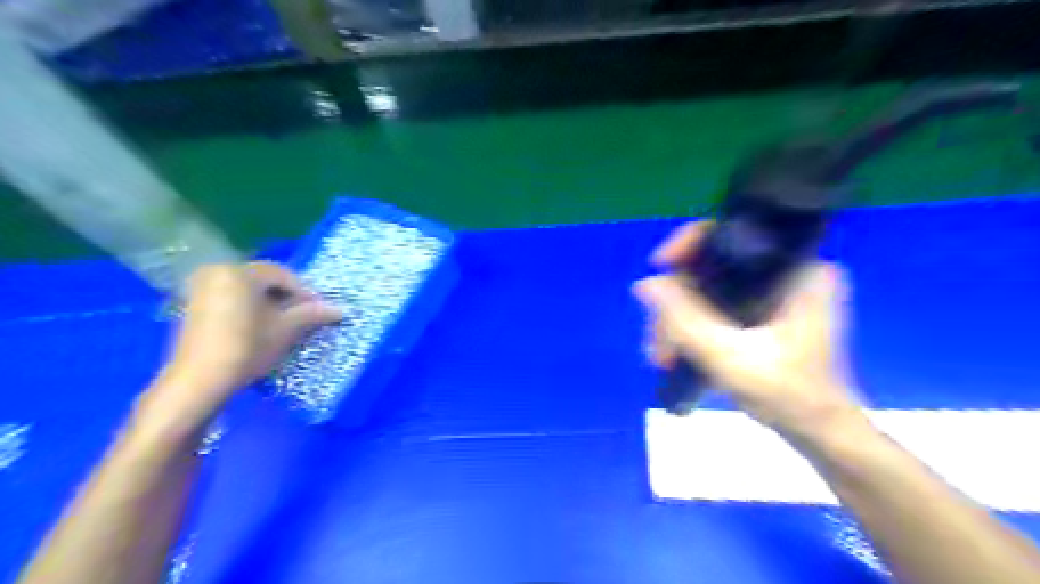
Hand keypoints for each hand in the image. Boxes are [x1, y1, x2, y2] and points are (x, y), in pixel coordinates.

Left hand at [155, 263, 342, 416]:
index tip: (319, 309)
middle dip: (286, 295)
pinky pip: (230, 296)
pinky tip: (260, 325)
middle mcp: (216, 271)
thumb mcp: (286, 329)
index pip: (282, 274)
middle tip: (303, 314)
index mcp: (239, 272)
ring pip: (246, 288)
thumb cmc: (247, 347)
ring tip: (284, 321)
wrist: (200, 380)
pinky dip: (248, 306)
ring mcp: (200, 287)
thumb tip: (341, 309)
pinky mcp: (193, 304)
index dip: (304, 291)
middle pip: (263, 279)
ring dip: (268, 301)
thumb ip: (312, 313)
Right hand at [633, 222, 861, 435]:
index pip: (733, 232)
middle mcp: (784, 271)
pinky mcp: (760, 311)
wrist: (816, 431)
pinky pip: (712, 305)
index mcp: (796, 268)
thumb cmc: (788, 394)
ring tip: (662, 358)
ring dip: (677, 321)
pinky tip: (674, 353)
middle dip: (676, 303)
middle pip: (710, 266)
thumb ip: (684, 319)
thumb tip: (644, 284)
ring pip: (706, 289)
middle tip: (659, 342)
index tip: (659, 266)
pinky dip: (691, 326)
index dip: (689, 244)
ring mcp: (771, 292)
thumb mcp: (730, 357)